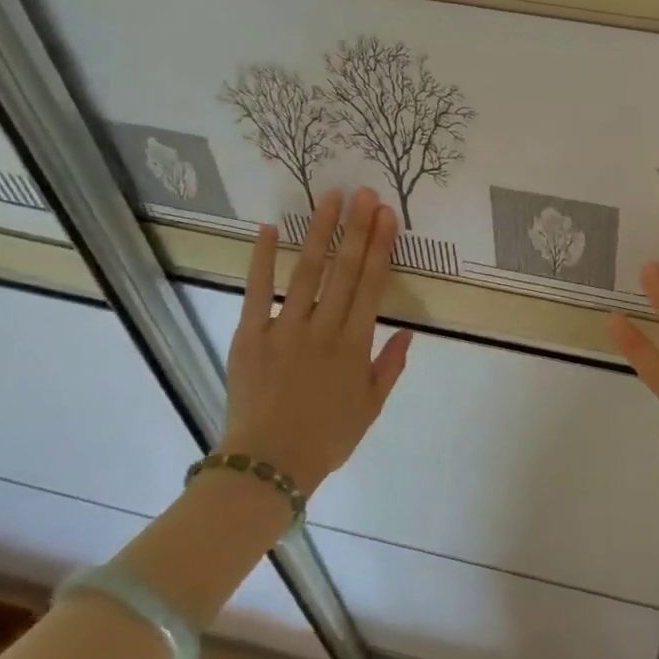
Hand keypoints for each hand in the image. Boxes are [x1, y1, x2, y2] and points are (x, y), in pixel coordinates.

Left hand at [222, 188, 413, 495]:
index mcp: (354, 345)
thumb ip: (390, 366)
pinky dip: (262, 259)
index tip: (387, 216)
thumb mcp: (371, 407)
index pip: (371, 285)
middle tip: (365, 193)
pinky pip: (257, 291)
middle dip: (357, 229)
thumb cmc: (327, 437)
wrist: (269, 465)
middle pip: (343, 270)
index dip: (380, 248)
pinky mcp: (250, 335)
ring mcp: (284, 329)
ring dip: (320, 232)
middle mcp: (323, 329)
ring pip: (307, 271)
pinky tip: (268, 229)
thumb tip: (408, 330)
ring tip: (330, 199)